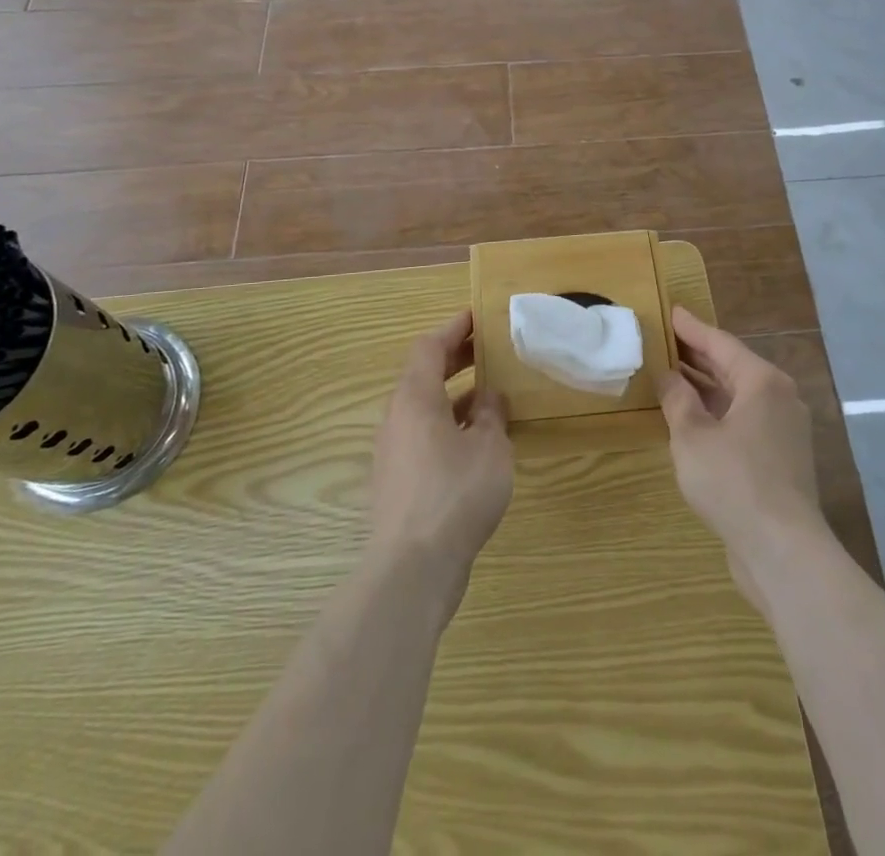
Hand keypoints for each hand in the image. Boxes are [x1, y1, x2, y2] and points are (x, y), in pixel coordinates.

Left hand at [368, 310, 513, 609]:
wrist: (412, 568)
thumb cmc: (455, 493)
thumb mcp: (489, 447)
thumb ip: (490, 415)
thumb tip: (488, 396)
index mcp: (415, 398)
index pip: (429, 347)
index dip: (453, 329)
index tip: (477, 317)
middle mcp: (397, 418)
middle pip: (423, 375)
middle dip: (455, 359)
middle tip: (488, 350)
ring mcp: (394, 452)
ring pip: (424, 409)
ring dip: (454, 395)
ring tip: (490, 395)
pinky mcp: (398, 482)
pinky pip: (424, 437)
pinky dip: (449, 426)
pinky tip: (477, 443)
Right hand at [658, 306, 828, 612]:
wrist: (783, 551)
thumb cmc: (734, 481)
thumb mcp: (693, 436)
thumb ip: (678, 400)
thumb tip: (667, 375)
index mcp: (762, 382)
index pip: (720, 343)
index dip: (691, 328)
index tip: (670, 312)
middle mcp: (780, 398)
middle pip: (733, 367)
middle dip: (697, 355)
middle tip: (664, 341)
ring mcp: (784, 430)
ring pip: (739, 396)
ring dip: (706, 387)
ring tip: (672, 376)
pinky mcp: (782, 459)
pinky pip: (744, 421)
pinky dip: (718, 413)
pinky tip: (693, 419)